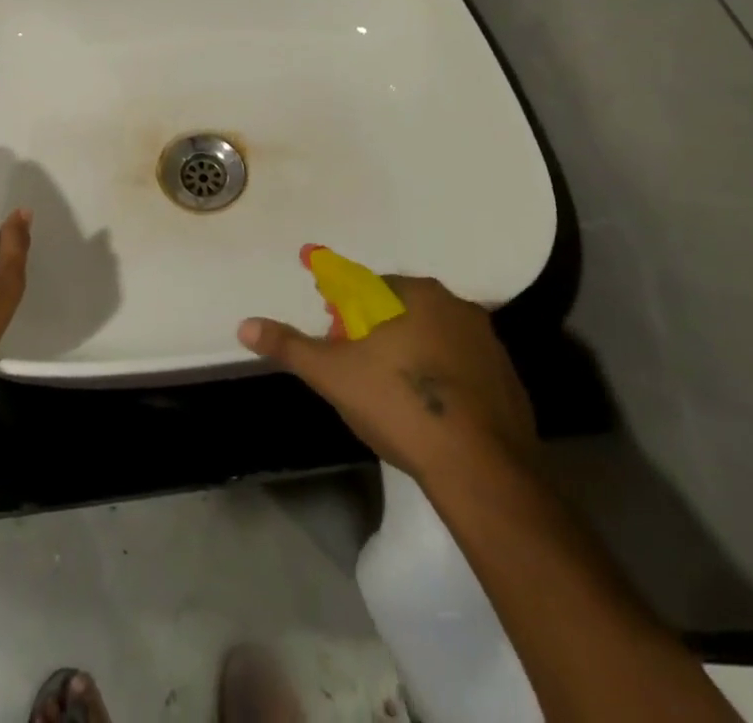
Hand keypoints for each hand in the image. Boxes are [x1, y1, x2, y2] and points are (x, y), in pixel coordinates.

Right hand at [238, 277, 536, 480]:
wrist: (480, 469)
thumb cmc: (399, 405)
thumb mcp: (332, 374)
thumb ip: (290, 346)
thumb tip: (245, 325)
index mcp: (413, 293)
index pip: (364, 283)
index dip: (339, 296)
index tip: (325, 307)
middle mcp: (454, 305)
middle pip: (399, 306)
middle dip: (371, 321)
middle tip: (349, 351)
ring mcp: (487, 342)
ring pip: (432, 334)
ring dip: (407, 346)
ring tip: (385, 381)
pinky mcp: (507, 379)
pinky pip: (460, 364)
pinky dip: (439, 374)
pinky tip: (426, 405)